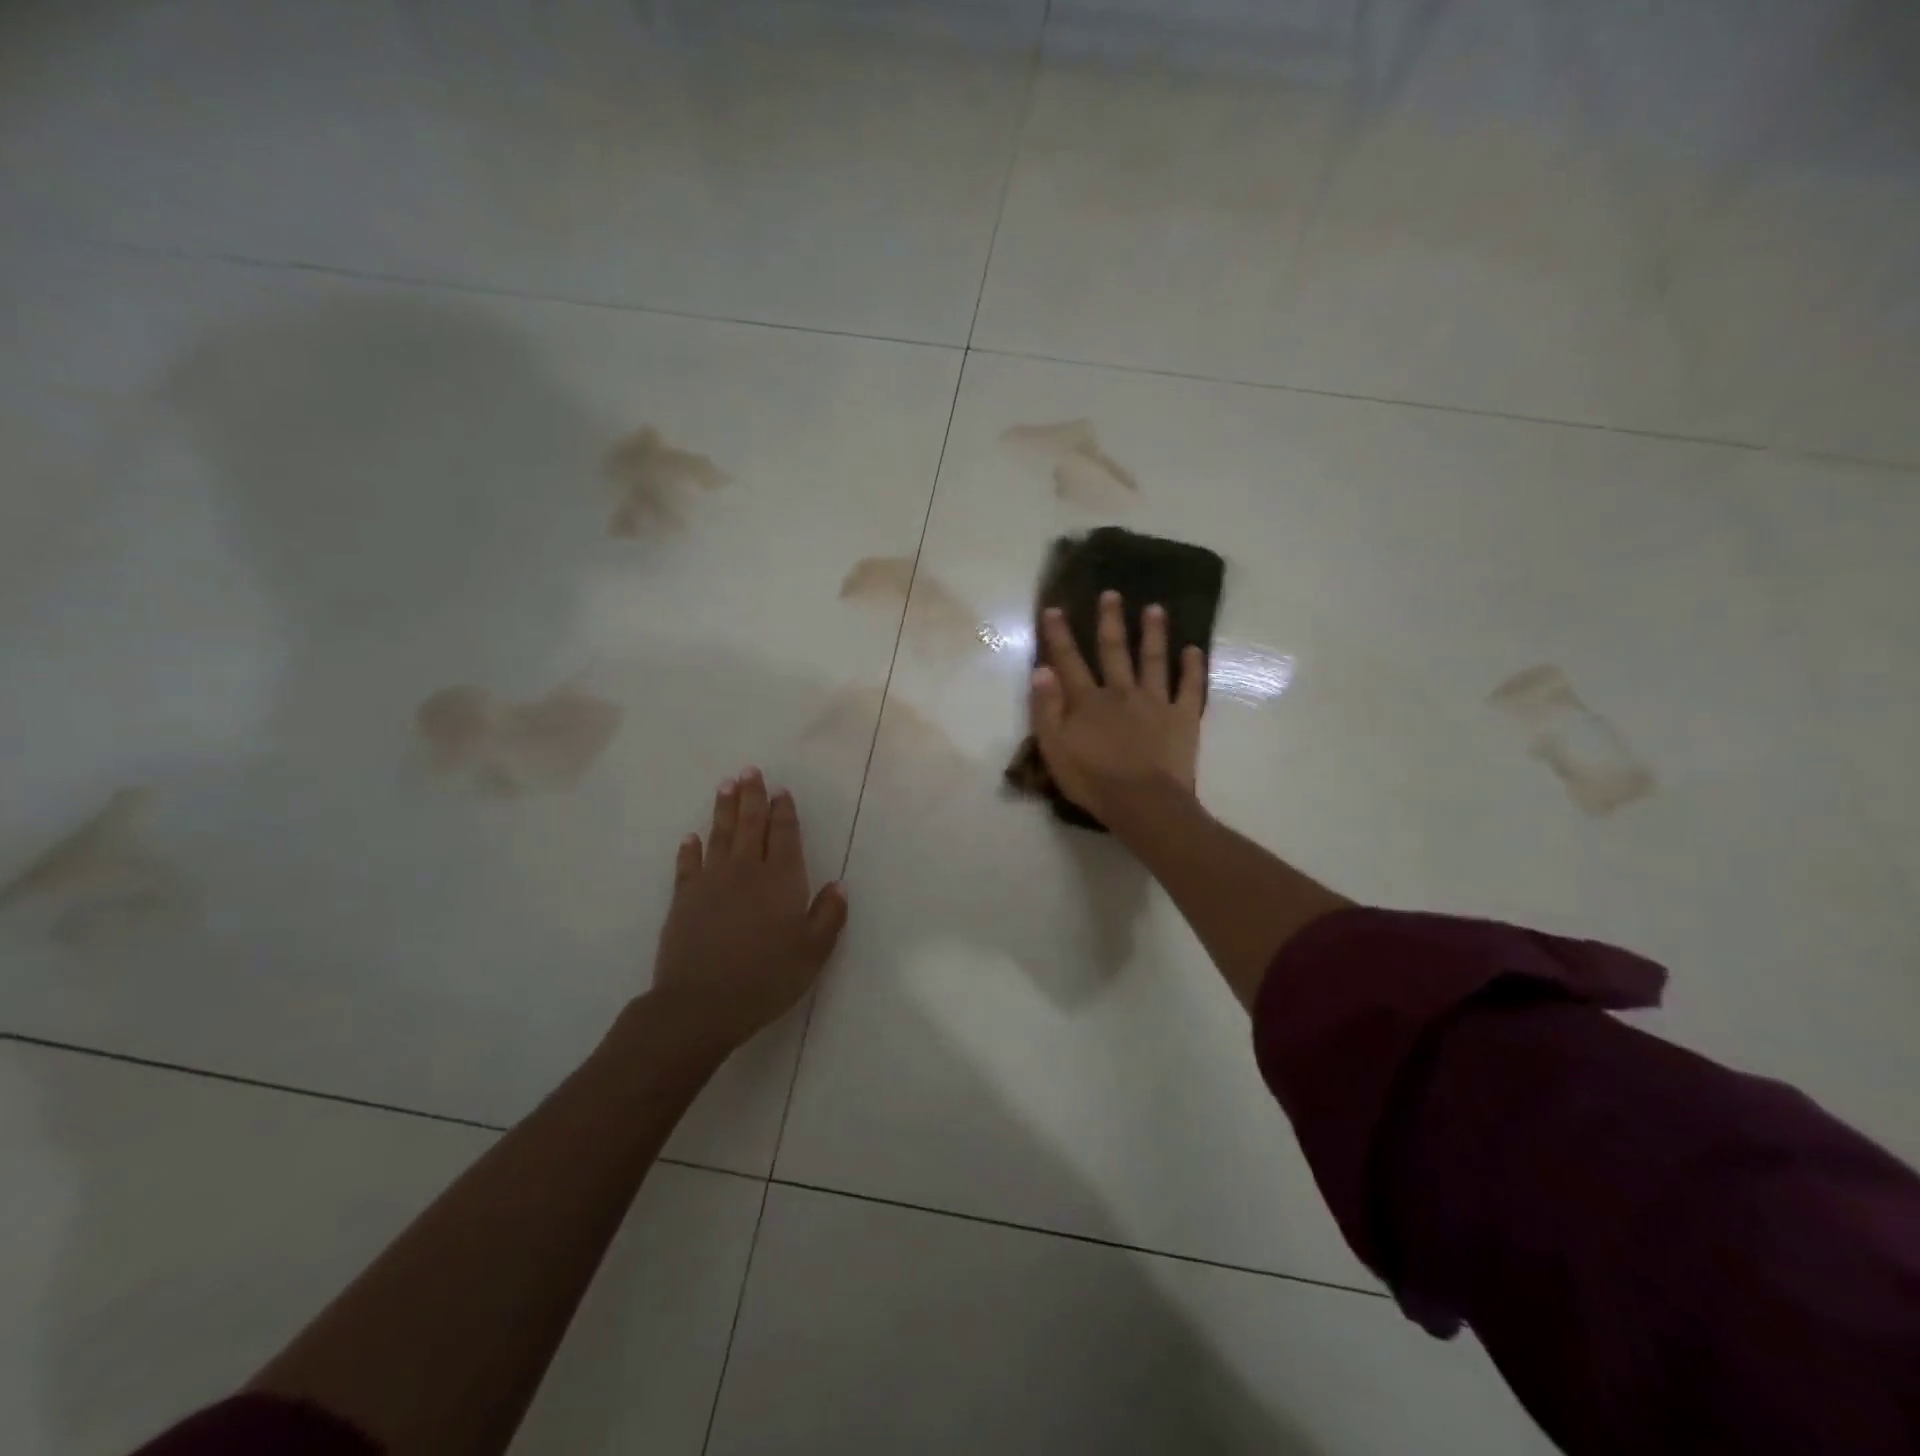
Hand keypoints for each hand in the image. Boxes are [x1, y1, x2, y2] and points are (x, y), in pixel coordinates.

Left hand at [649, 768, 847, 1052]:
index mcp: (781, 880)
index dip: (784, 812)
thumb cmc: (766, 978)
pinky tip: (691, 837)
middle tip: (750, 771)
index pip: (785, 835)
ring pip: (720, 836)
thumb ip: (828, 915)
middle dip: (752, 797)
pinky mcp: (684, 899)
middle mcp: (746, 871)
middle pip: (750, 825)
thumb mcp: (813, 952)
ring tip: (726, 786)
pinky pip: (688, 865)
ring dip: (724, 809)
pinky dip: (690, 849)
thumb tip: (838, 885)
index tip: (781, 791)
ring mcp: (711, 882)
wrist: (702, 1004)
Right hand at [1030, 591, 1205, 823]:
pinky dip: (1192, 668)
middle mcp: (1121, 692)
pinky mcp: (1182, 717)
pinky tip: (1194, 650)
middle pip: (1114, 651)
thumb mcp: (1055, 748)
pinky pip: (1189, 687)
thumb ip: (1046, 709)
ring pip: (1153, 660)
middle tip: (1111, 593)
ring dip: (1153, 633)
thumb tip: (1042, 670)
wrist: (1143, 803)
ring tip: (1155, 609)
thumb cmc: (1093, 780)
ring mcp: (1155, 702)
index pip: (1069, 661)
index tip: (1054, 608)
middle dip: (1110, 621)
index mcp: (1088, 701)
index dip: (1059, 635)